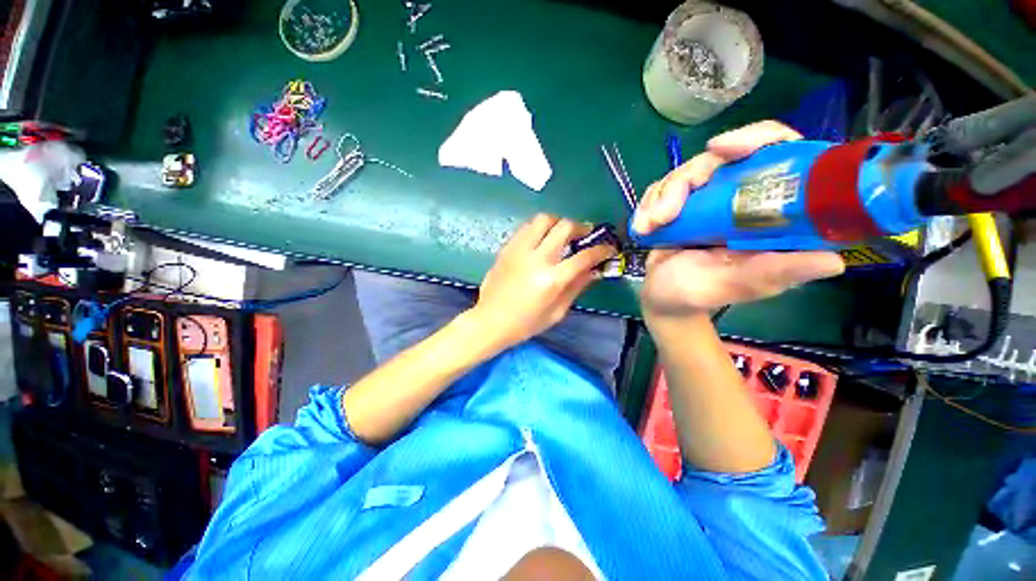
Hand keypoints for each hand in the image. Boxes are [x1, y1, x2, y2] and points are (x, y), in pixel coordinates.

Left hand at [471, 214, 615, 348]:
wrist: (490, 321)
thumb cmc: (526, 323)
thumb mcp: (557, 312)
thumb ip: (576, 287)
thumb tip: (594, 270)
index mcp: (552, 279)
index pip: (584, 256)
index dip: (601, 250)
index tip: (609, 248)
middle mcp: (537, 258)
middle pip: (565, 227)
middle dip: (581, 227)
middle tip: (585, 235)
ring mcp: (519, 250)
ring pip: (543, 219)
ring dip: (558, 223)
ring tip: (562, 234)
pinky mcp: (507, 248)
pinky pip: (526, 227)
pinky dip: (539, 228)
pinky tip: (541, 239)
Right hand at [632, 121, 845, 319]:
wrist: (663, 299)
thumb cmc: (699, 295)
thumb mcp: (736, 286)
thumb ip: (771, 273)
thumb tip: (833, 262)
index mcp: (770, 212)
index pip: (778, 152)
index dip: (756, 139)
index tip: (720, 149)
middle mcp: (741, 198)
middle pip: (718, 158)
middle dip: (683, 183)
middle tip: (663, 215)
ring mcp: (706, 200)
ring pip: (684, 173)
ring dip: (659, 200)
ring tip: (648, 228)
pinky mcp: (679, 205)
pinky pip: (661, 188)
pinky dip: (647, 205)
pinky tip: (643, 228)